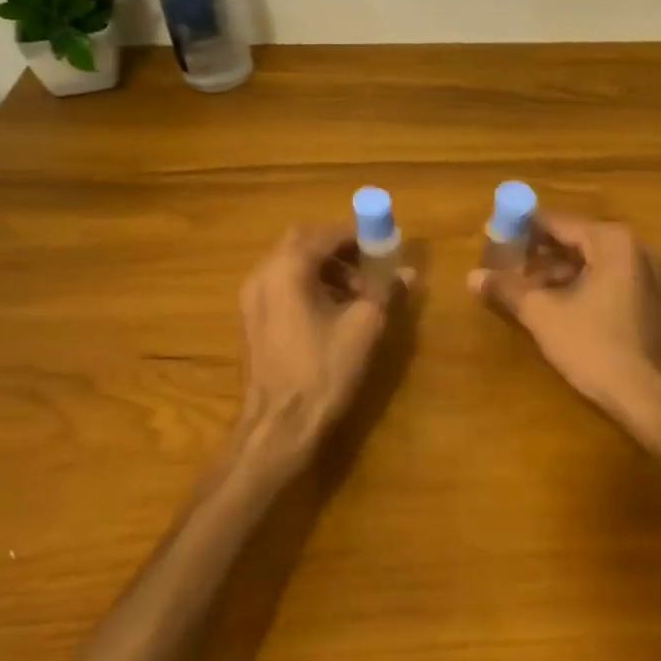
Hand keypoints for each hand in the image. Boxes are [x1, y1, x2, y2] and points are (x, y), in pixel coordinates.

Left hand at [234, 225, 411, 472]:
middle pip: (302, 242)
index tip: (383, 243)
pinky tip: (333, 310)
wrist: (279, 427)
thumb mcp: (365, 327)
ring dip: (325, 267)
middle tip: (369, 262)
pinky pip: (281, 284)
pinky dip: (309, 284)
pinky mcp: (252, 320)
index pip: (324, 233)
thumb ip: (386, 292)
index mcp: (287, 269)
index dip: (356, 234)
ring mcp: (252, 298)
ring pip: (290, 263)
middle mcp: (263, 274)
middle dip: (338, 247)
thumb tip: (408, 273)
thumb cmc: (323, 371)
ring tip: (357, 292)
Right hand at [469, 215, 660, 428]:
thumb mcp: (543, 315)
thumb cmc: (595, 346)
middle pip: (573, 239)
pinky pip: (604, 279)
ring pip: (588, 262)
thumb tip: (472, 276)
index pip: (556, 222)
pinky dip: (577, 286)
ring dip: (554, 273)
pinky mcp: (648, 298)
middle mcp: (633, 247)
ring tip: (521, 291)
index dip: (521, 229)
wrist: (649, 397)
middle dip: (537, 254)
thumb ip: (507, 289)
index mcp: (611, 241)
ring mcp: (645, 273)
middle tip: (503, 267)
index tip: (492, 238)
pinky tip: (552, 306)